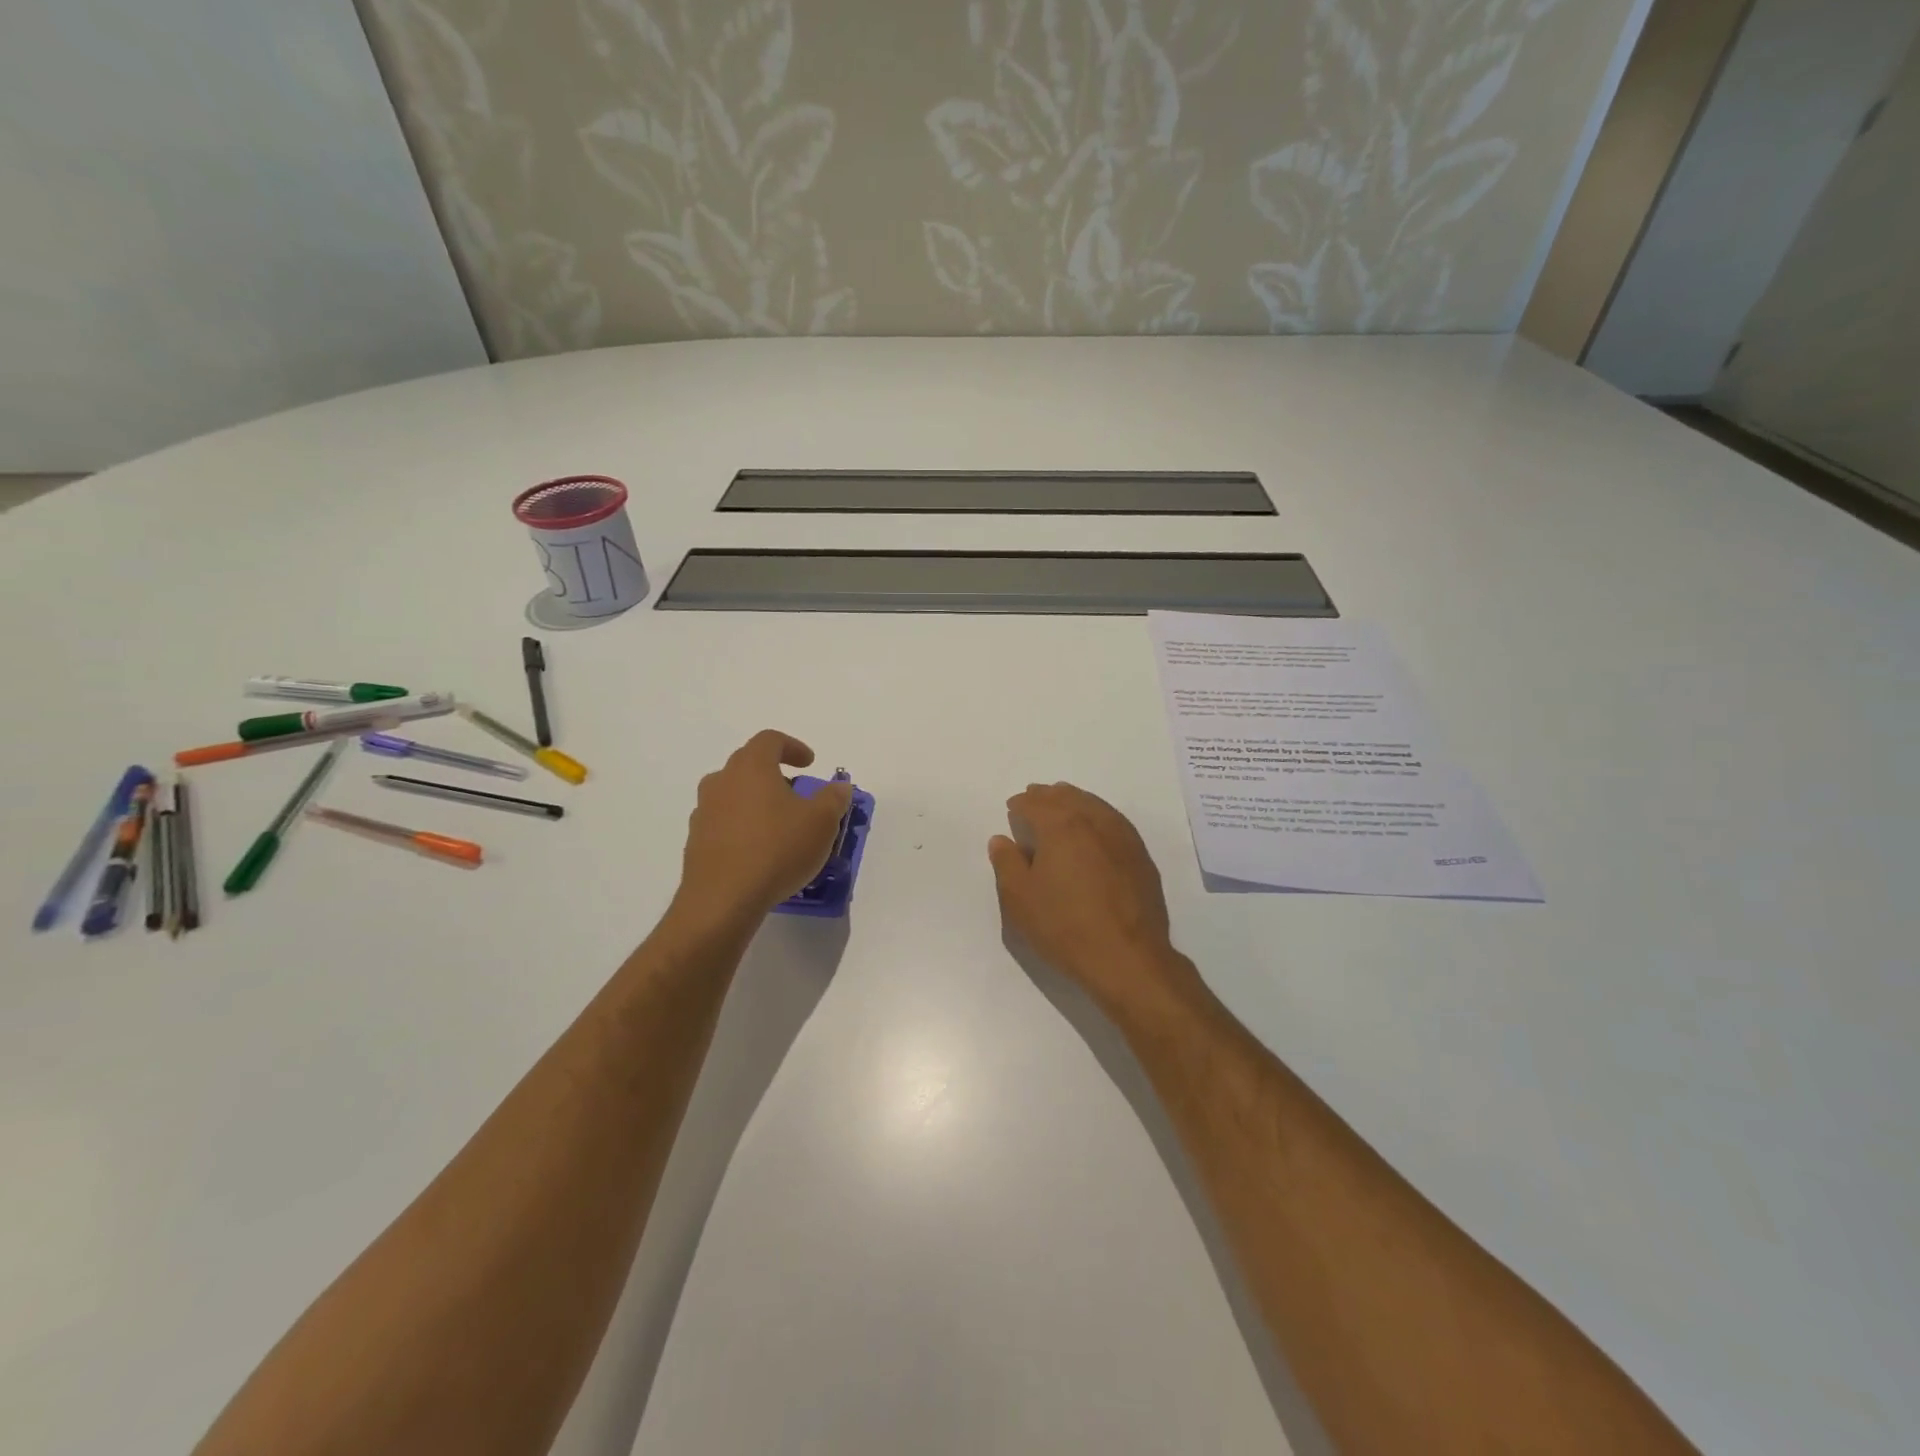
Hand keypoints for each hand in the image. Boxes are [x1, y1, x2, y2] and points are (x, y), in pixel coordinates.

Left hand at [672, 731, 852, 929]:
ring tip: (778, 824)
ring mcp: (704, 811)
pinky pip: (723, 822)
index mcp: (751, 767)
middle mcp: (722, 781)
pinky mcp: (696, 841)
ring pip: (732, 794)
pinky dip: (742, 826)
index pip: (770, 740)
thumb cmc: (777, 849)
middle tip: (796, 792)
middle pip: (747, 764)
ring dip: (755, 800)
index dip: (792, 747)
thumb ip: (834, 799)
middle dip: (774, 773)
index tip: (809, 763)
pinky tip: (759, 850)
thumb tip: (839, 786)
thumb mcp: (822, 822)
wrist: (722, 900)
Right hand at [988, 783, 1194, 1017]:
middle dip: (1048, 796)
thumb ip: (1007, 863)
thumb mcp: (1020, 899)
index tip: (1012, 807)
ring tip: (1064, 804)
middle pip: (1067, 797)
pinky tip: (1095, 829)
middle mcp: (1094, 821)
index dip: (1021, 804)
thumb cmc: (1065, 926)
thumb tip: (1002, 840)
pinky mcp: (1140, 856)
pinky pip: (1114, 821)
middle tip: (1035, 796)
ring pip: (1095, 805)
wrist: (1127, 957)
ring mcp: (1123, 836)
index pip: (1035, 804)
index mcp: (1061, 826)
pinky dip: (1098, 816)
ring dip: (1075, 800)